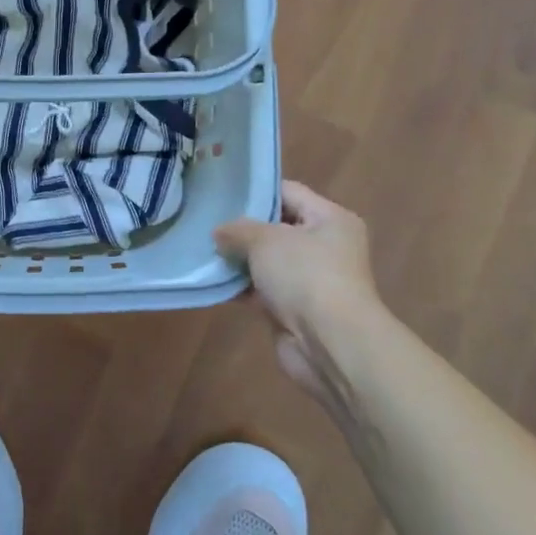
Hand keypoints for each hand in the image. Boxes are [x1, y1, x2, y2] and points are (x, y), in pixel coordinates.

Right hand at [215, 181, 381, 405]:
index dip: (256, 191)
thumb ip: (238, 230)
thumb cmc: (305, 276)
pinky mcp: (295, 310)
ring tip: (204, 251)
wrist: (330, 343)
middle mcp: (325, 247)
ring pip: (268, 262)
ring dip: (240, 261)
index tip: (221, 193)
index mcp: (331, 219)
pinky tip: (214, 283)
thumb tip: (220, 233)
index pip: (289, 192)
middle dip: (243, 229)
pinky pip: (263, 291)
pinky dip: (242, 288)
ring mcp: (311, 280)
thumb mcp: (266, 240)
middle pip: (277, 228)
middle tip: (207, 223)